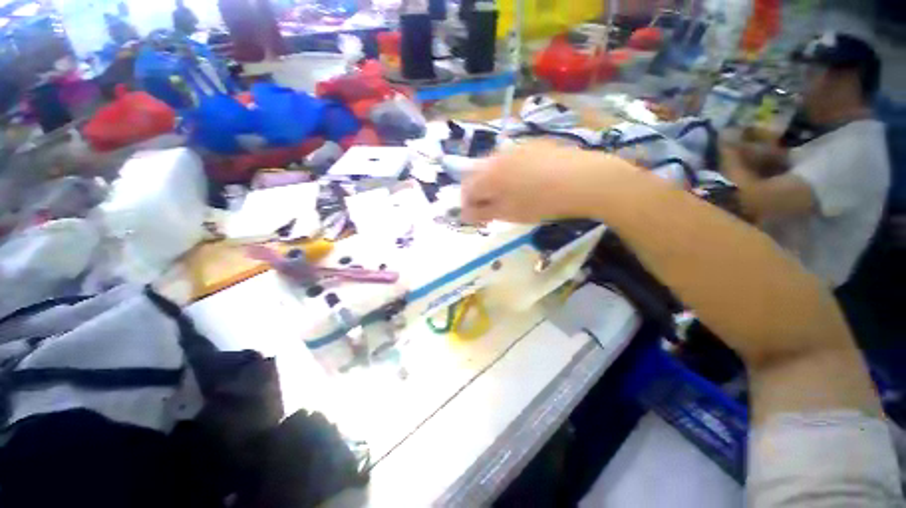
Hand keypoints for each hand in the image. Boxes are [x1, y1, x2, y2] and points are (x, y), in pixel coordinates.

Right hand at [460, 141, 635, 223]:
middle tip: (492, 208)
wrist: (583, 180)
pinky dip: (510, 172)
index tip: (476, 217)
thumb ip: (482, 213)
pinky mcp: (533, 145)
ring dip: (494, 182)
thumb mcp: (508, 213)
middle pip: (478, 175)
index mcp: (488, 175)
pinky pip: (512, 159)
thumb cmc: (541, 202)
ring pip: (495, 166)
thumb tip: (465, 214)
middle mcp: (497, 157)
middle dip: (480, 193)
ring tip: (509, 196)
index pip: (466, 189)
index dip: (467, 204)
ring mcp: (516, 148)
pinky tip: (527, 182)